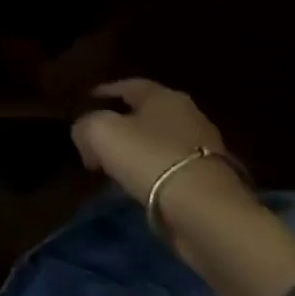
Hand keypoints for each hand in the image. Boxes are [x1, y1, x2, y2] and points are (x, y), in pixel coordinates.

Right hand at [71, 79, 240, 206]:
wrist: (204, 210)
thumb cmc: (149, 157)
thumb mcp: (99, 132)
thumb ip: (84, 125)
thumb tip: (85, 134)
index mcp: (163, 97)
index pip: (128, 85)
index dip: (105, 90)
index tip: (87, 99)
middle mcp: (188, 115)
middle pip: (145, 114)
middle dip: (120, 123)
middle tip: (97, 137)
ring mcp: (204, 148)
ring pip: (158, 142)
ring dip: (136, 150)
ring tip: (112, 165)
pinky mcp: (210, 180)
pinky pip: (170, 168)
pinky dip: (151, 172)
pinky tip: (135, 184)